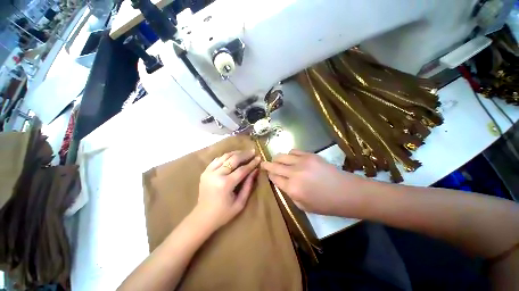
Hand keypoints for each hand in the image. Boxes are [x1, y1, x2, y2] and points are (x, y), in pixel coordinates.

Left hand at [195, 150, 260, 230]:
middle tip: (253, 151)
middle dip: (245, 154)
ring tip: (244, 152)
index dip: (252, 163)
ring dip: (236, 153)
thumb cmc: (223, 213)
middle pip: (233, 159)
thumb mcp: (240, 203)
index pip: (242, 169)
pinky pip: (217, 159)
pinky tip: (233, 156)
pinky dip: (226, 156)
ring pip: (225, 156)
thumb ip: (248, 185)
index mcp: (225, 184)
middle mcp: (216, 175)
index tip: (259, 158)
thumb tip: (255, 170)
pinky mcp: (205, 171)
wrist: (202, 217)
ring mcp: (209, 172)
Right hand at [261, 149, 364, 215]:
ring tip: (277, 161)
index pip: (274, 178)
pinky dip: (289, 154)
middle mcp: (294, 173)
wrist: (347, 192)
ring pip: (281, 156)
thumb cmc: (325, 204)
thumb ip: (289, 193)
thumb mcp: (303, 206)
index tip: (267, 173)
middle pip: (274, 165)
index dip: (269, 175)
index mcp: (292, 189)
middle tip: (263, 163)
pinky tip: (291, 158)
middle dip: (266, 165)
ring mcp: (302, 162)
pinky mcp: (310, 155)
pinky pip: (293, 151)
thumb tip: (282, 182)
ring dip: (277, 159)